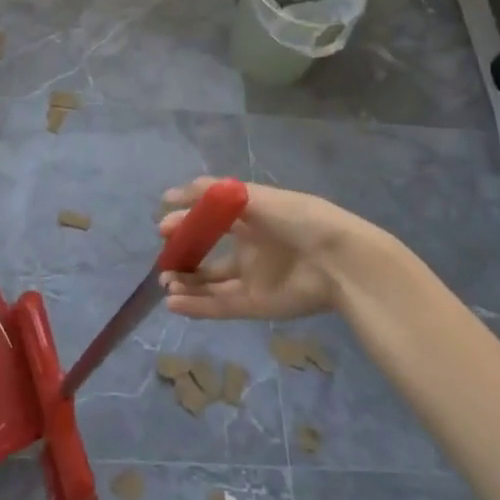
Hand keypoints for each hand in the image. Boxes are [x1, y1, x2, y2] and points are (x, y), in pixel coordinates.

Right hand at [157, 177, 378, 320]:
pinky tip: (173, 303)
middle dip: (183, 255)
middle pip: (207, 254)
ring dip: (185, 284)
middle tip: (163, 258)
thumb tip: (169, 195)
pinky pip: (219, 306)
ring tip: (165, 281)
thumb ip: (210, 193)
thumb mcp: (251, 196)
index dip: (186, 221)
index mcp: (250, 218)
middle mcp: (249, 248)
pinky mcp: (255, 305)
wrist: (337, 260)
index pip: (210, 219)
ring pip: (210, 283)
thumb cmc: (296, 219)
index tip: (162, 226)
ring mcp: (252, 278)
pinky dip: (195, 306)